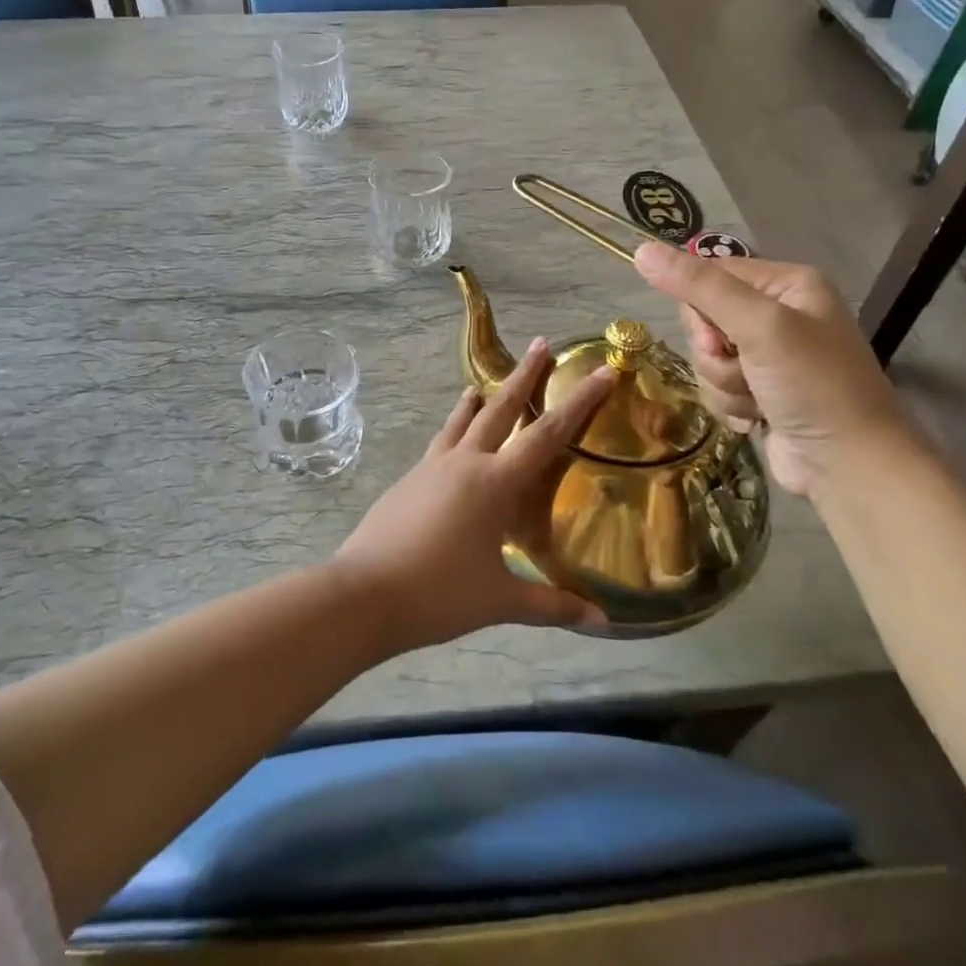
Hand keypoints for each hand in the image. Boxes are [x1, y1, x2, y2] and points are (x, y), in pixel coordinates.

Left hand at [333, 337, 613, 651]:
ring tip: (483, 383)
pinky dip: (453, 429)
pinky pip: (440, 443)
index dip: (578, 403)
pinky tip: (452, 441)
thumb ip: (551, 605)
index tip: (600, 373)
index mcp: (494, 483)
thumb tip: (602, 621)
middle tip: (542, 344)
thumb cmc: (438, 594)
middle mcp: (464, 462)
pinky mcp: (409, 480)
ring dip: (479, 399)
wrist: (364, 593)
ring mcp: (431, 467)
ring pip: (461, 421)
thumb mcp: (500, 601)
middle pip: (500, 408)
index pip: (547, 434)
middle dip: (524, 375)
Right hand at [632, 241, 912, 497]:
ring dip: (723, 383)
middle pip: (704, 319)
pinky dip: (730, 403)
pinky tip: (757, 417)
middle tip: (745, 370)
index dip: (701, 309)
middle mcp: (778, 313)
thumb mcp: (758, 326)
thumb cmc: (813, 385)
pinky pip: (717, 384)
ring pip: (707, 357)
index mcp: (787, 284)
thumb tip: (641, 250)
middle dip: (715, 354)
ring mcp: (770, 355)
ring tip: (757, 400)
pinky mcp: (760, 390)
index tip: (720, 338)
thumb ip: (699, 287)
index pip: (710, 274)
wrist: (849, 466)